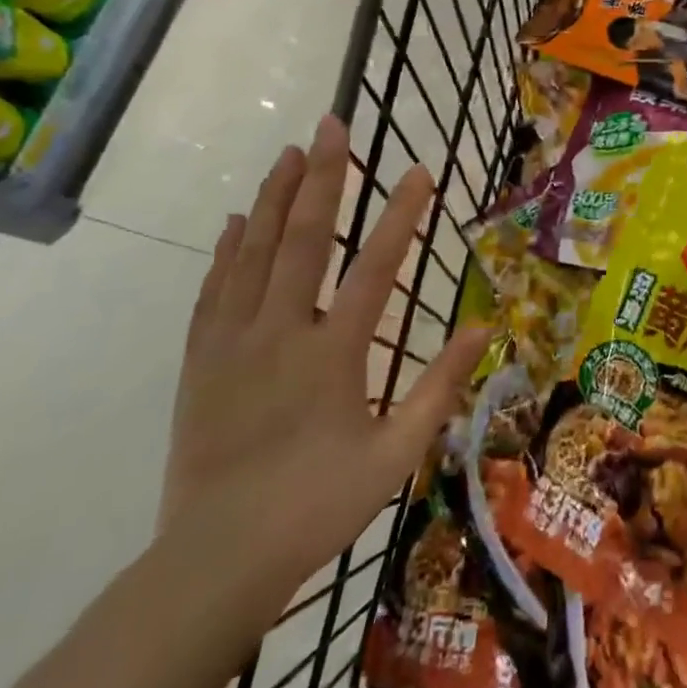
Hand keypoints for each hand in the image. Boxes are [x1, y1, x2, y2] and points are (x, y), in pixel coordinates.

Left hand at [159, 116, 492, 603]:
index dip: (401, 215)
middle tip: (331, 125)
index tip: (419, 170)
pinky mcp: (200, 361)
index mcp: (333, 353)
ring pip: (253, 253)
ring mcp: (233, 343)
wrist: (215, 562)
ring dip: (273, 198)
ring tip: (289, 152)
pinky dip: (227, 250)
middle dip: (323, 177)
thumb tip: (486, 327)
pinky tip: (236, 221)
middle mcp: (280, 332)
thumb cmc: (317, 506)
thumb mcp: (396, 453)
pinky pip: (215, 290)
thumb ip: (440, 386)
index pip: (375, 267)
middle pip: (303, 239)